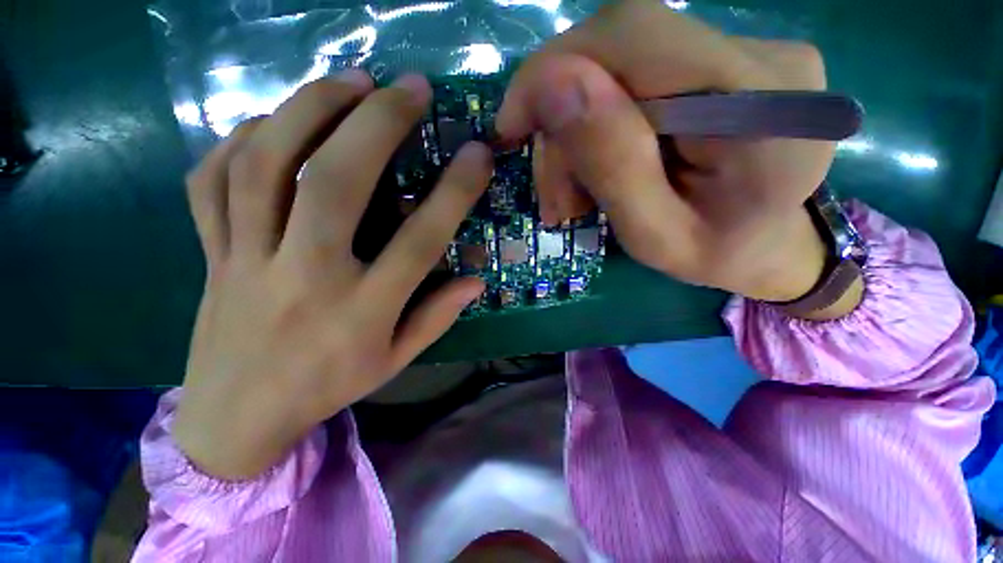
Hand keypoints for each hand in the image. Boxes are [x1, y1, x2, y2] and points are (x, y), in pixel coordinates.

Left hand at [175, 71, 491, 478]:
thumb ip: (437, 317)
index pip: (420, 241)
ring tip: (349, 80)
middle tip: (408, 87)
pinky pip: (213, 180)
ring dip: (310, 109)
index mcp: (361, 311)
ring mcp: (247, 260)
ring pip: (266, 166)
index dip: (454, 192)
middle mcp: (306, 277)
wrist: (236, 417)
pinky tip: (276, 119)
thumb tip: (476, 281)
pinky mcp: (210, 253)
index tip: (477, 154)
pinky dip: (242, 138)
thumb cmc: (327, 387)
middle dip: (377, 123)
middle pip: (336, 183)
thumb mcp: (395, 361)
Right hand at [497, 0, 859, 314]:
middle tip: (555, 198)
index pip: (631, 35)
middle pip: (617, 53)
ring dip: (578, 135)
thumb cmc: (717, 255)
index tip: (511, 128)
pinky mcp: (728, 62)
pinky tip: (602, 172)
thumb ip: (612, 165)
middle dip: (563, 126)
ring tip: (574, 199)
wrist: (773, 245)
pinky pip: (639, 80)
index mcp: (759, 106)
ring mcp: (749, 51)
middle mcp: (762, 56)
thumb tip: (551, 85)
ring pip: (620, 69)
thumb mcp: (653, 236)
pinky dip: (603, 127)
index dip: (552, 69)